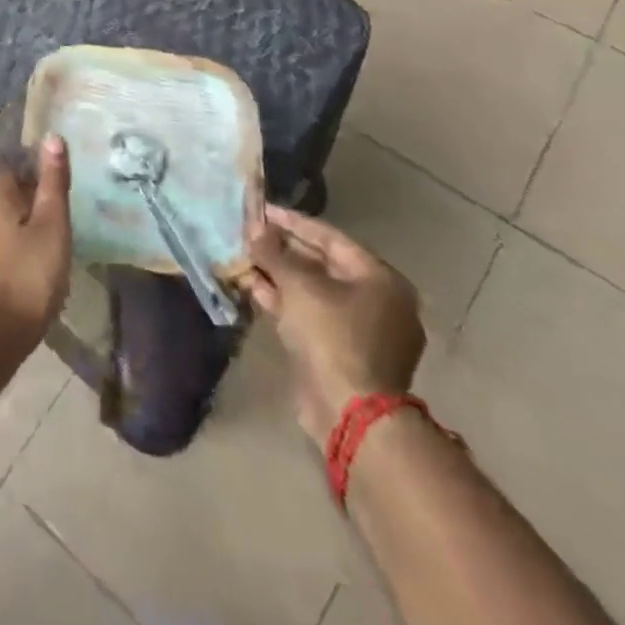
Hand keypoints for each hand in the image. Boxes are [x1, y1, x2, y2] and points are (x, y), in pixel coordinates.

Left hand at [0, 137, 72, 345]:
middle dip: (24, 192)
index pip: (12, 163)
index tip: (57, 180)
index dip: (34, 169)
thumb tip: (52, 136)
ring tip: (45, 229)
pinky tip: (28, 254)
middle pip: (2, 187)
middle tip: (55, 205)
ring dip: (18, 217)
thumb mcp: (51, 224)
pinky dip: (10, 238)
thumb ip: (52, 182)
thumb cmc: (27, 273)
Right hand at [238, 206, 424, 445]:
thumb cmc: (332, 335)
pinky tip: (253, 287)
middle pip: (323, 264)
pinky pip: (312, 314)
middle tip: (249, 234)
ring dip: (279, 275)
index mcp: (380, 279)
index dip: (292, 222)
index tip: (261, 210)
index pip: (330, 237)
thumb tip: (253, 227)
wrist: (349, 413)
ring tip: (244, 257)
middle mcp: (378, 301)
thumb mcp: (298, 285)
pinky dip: (285, 301)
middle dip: (283, 249)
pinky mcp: (343, 352)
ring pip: (314, 291)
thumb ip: (274, 252)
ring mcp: (362, 329)